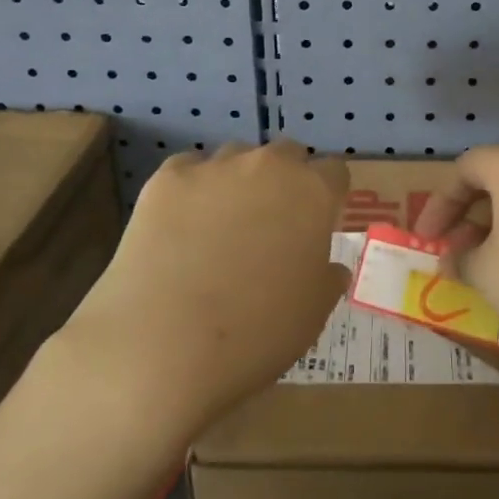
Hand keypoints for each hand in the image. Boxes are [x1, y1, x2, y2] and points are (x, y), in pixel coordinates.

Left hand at [65, 139, 348, 437]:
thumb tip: (329, 267)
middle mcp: (268, 166)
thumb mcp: (313, 314)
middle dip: (285, 180)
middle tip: (271, 224)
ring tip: (221, 224)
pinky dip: (192, 188)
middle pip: (286, 154)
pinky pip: (188, 169)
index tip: (317, 224)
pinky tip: (181, 225)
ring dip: (238, 180)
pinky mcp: (166, 179)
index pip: (335, 172)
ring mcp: (214, 168)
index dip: (328, 196)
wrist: (163, 344)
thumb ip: (327, 278)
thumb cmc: (255, 334)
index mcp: (312, 193)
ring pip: (236, 157)